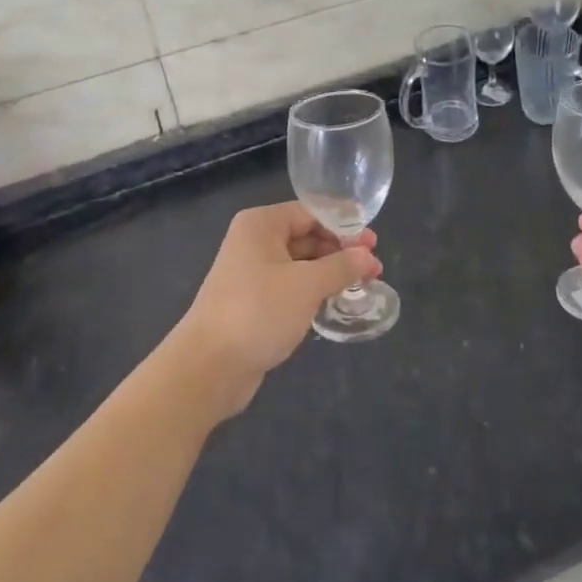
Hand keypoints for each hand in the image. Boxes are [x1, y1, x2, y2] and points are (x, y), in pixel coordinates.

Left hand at [167, 202, 381, 420]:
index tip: (374, 242)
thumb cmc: (258, 312)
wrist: (208, 368)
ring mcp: (252, 272)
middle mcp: (254, 241)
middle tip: (374, 267)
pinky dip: (313, 289)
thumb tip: (369, 257)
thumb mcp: (307, 285)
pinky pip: (291, 285)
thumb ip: (342, 266)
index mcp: (262, 224)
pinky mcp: (253, 300)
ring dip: (330, 271)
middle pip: (307, 235)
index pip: (312, 212)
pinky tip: (335, 300)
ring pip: (300, 262)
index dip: (344, 226)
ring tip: (363, 284)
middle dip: (340, 250)